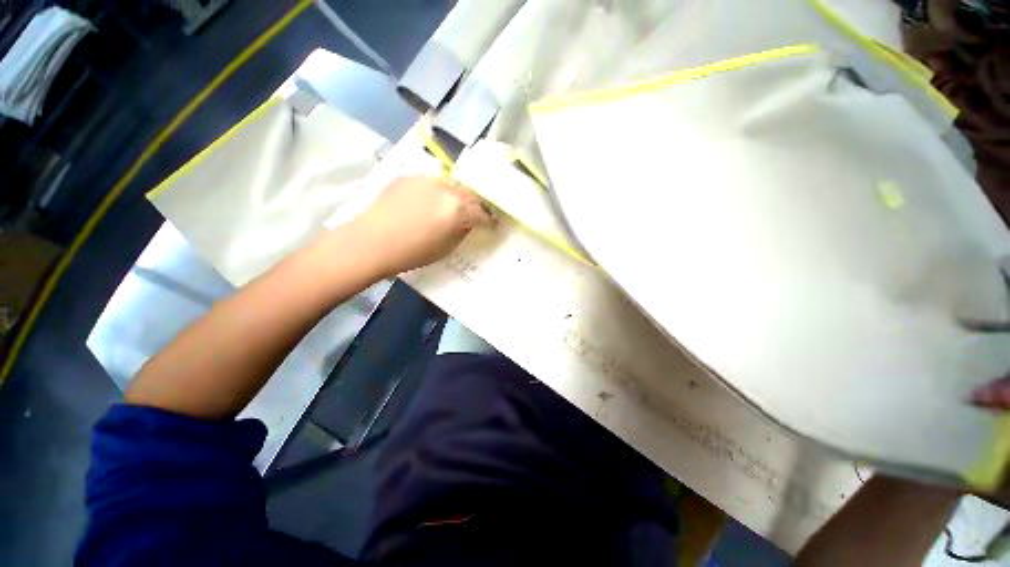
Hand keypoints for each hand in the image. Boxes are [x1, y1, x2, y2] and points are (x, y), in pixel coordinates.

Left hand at [346, 175, 493, 277]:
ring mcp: (426, 179)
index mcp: (458, 209)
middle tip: (475, 215)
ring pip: (452, 185)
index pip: (483, 212)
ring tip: (452, 207)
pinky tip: (429, 202)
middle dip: (475, 205)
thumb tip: (469, 223)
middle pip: (470, 195)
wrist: (370, 241)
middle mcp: (446, 189)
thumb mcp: (446, 248)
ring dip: (457, 196)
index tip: (492, 224)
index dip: (490, 220)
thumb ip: (462, 231)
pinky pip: (432, 183)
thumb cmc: (412, 252)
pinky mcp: (409, 176)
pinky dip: (437, 192)